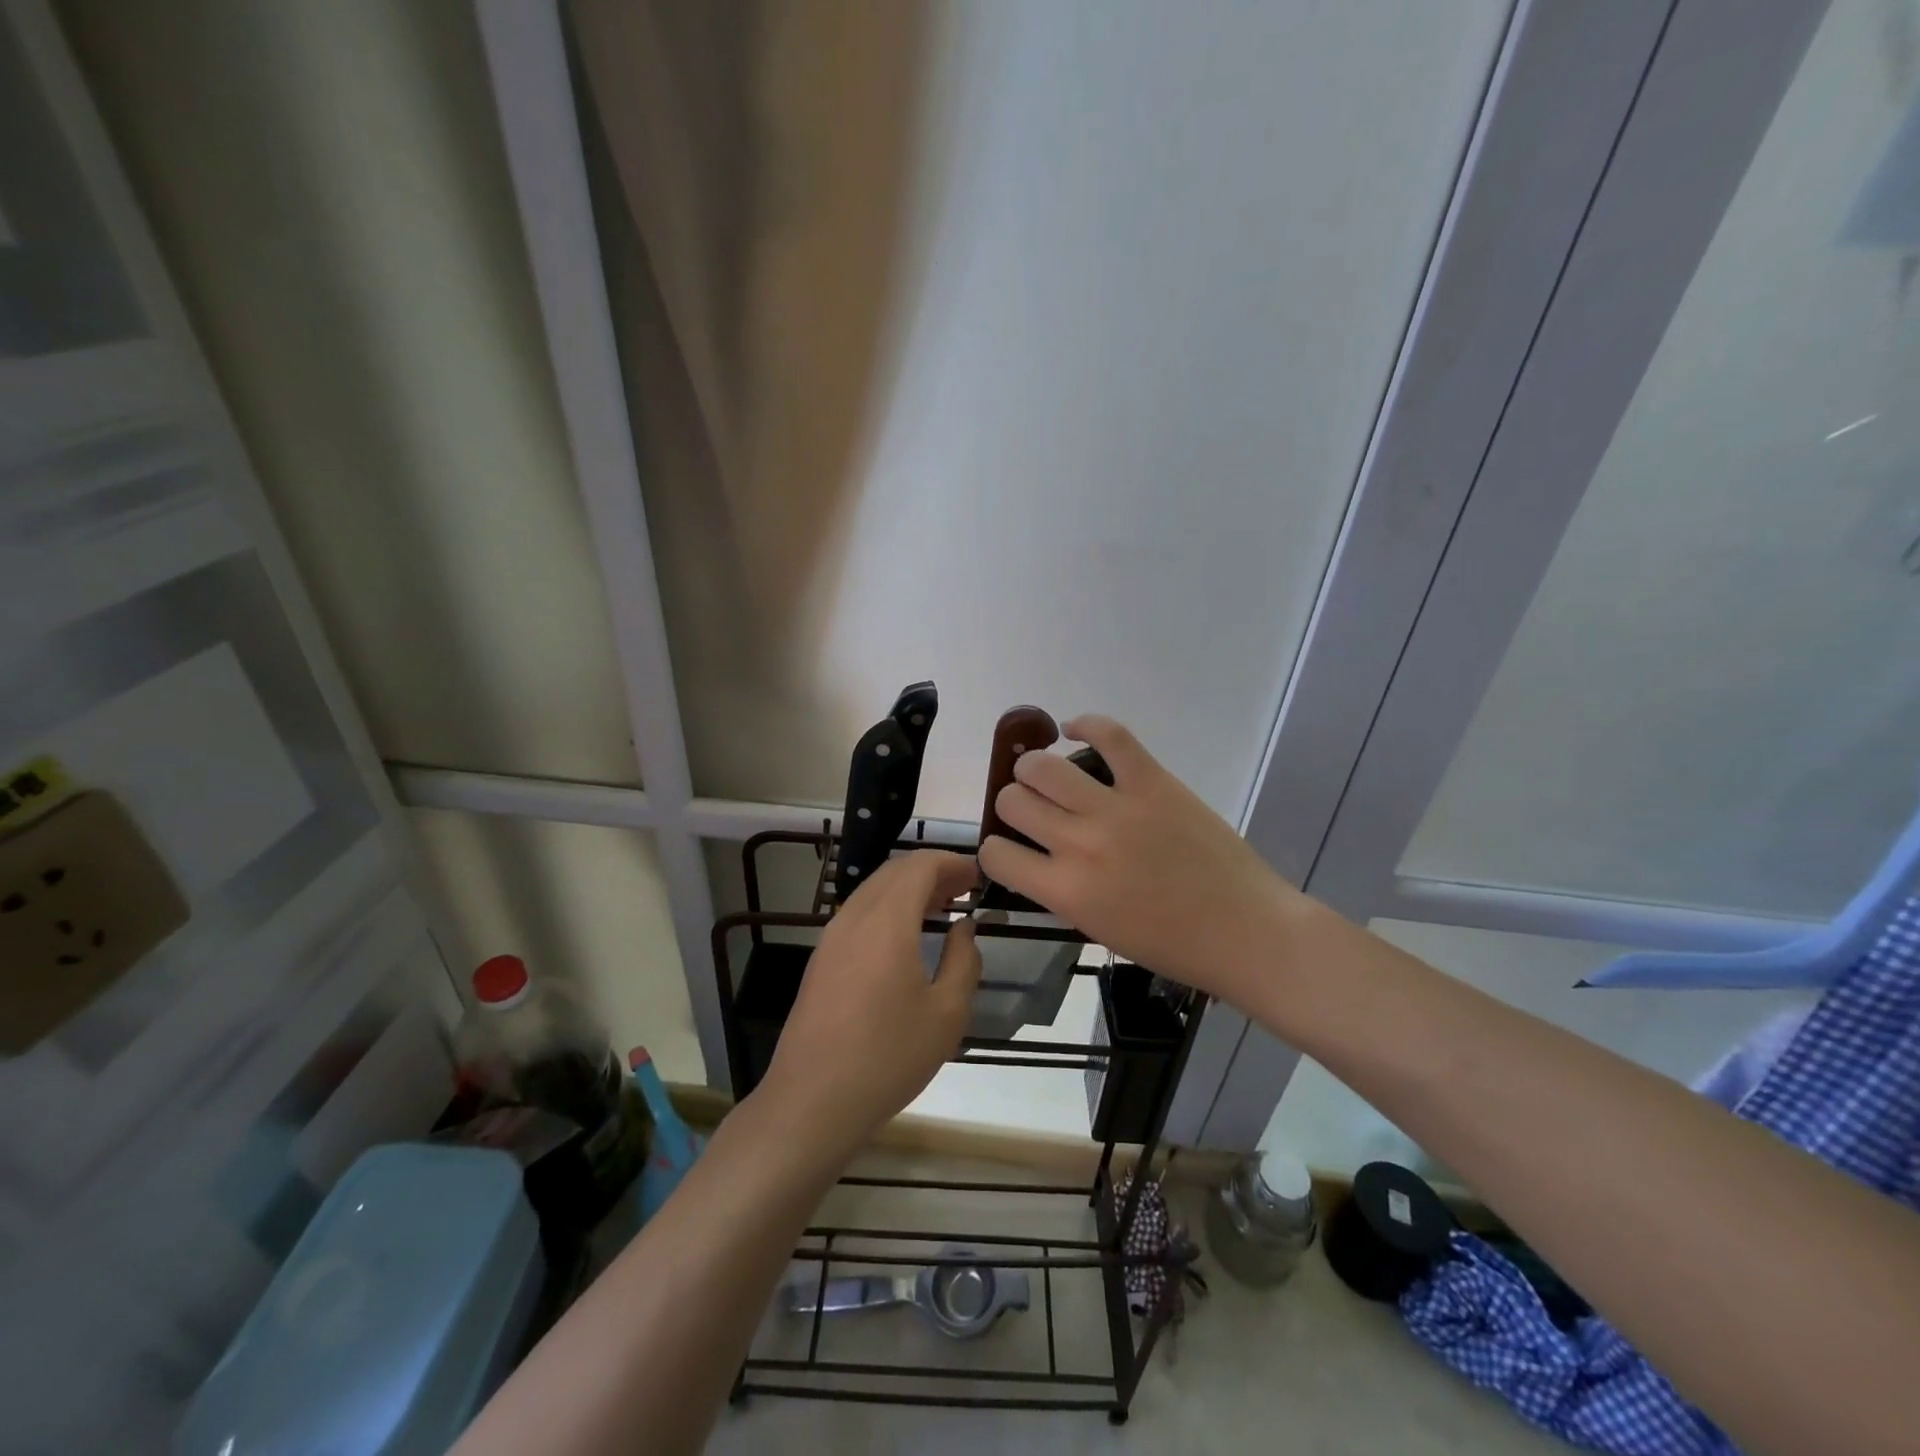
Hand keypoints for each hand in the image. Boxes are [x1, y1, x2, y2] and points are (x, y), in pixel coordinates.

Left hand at [757, 851, 982, 1155]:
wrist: (812, 1101)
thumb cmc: (888, 1057)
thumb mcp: (946, 1014)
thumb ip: (963, 961)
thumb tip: (964, 928)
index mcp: (886, 922)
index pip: (920, 866)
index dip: (952, 863)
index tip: (979, 876)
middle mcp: (854, 917)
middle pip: (894, 872)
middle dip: (932, 871)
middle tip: (966, 889)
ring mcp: (832, 937)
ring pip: (873, 891)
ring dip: (909, 889)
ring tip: (943, 907)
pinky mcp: (821, 959)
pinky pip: (859, 913)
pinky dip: (889, 908)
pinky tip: (907, 935)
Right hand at [977, 715, 1299, 1008]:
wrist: (1245, 931)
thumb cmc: (1172, 945)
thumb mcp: (1097, 929)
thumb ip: (1060, 890)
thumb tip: (1037, 855)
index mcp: (1066, 891)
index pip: (995, 853)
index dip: (995, 849)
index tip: (1011, 848)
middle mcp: (1080, 844)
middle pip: (1012, 800)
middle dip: (1014, 804)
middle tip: (1035, 811)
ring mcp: (1117, 807)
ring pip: (1042, 765)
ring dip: (1035, 768)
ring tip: (1048, 775)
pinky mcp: (1152, 781)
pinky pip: (1109, 734)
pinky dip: (1085, 725)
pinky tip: (1075, 731)